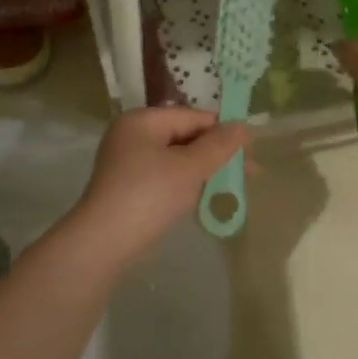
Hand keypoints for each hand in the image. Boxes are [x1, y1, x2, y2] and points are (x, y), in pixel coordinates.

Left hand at [68, 108, 248, 263]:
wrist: (105, 242)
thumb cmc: (149, 195)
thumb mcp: (189, 167)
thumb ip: (218, 146)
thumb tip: (242, 126)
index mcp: (142, 121)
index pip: (191, 116)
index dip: (223, 130)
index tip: (252, 148)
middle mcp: (132, 136)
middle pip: (184, 136)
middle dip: (216, 152)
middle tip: (250, 170)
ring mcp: (128, 163)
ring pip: (176, 159)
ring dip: (205, 170)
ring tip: (235, 184)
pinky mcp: (129, 188)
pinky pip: (166, 177)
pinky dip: (187, 183)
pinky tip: (208, 195)